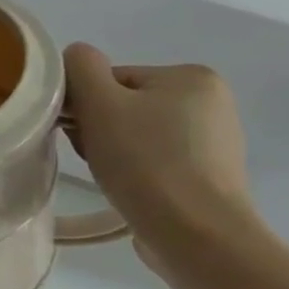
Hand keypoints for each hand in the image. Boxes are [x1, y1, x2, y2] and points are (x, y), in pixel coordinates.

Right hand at [61, 44, 256, 254]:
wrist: (194, 233)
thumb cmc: (145, 161)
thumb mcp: (100, 103)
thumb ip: (81, 68)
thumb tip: (74, 56)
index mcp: (191, 77)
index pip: (111, 79)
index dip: (84, 104)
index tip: (77, 131)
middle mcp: (211, 102)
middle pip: (124, 104)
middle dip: (98, 127)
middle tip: (91, 154)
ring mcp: (214, 140)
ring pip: (136, 132)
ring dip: (112, 148)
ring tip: (110, 174)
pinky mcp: (208, 174)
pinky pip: (155, 158)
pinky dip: (134, 168)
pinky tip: (130, 186)